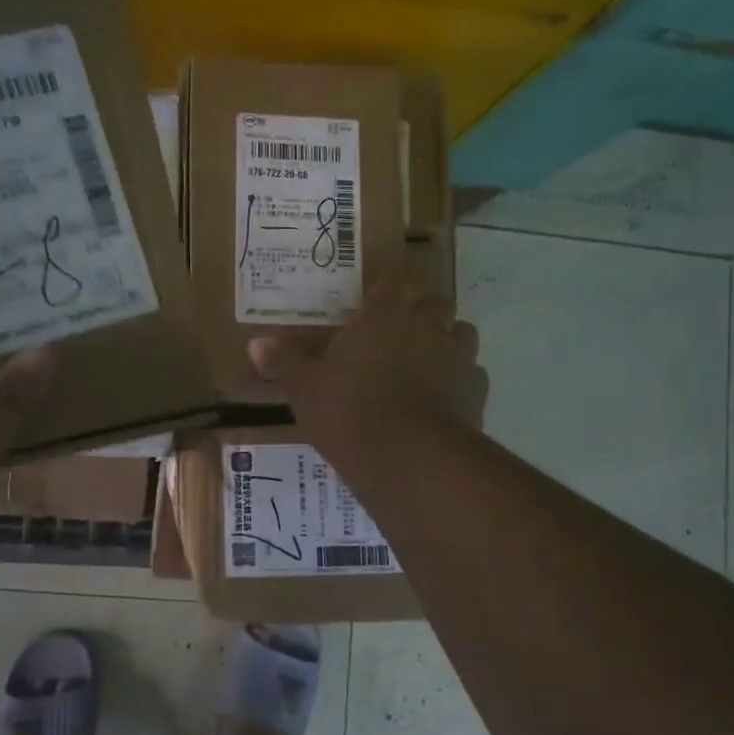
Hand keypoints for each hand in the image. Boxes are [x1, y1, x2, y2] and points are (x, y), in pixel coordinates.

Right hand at [248, 259, 487, 442]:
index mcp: (384, 314)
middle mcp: (427, 325)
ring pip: (462, 334)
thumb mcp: (304, 388)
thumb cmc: (348, 410)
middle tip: (399, 333)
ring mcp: (457, 357)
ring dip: (447, 342)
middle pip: (435, 302)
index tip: (379, 298)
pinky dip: (460, 382)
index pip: (396, 278)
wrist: (407, 456)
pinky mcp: (476, 392)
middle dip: (422, 312)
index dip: (390, 285)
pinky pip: (473, 376)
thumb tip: (257, 344)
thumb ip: (285, 362)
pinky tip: (443, 400)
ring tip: (426, 363)